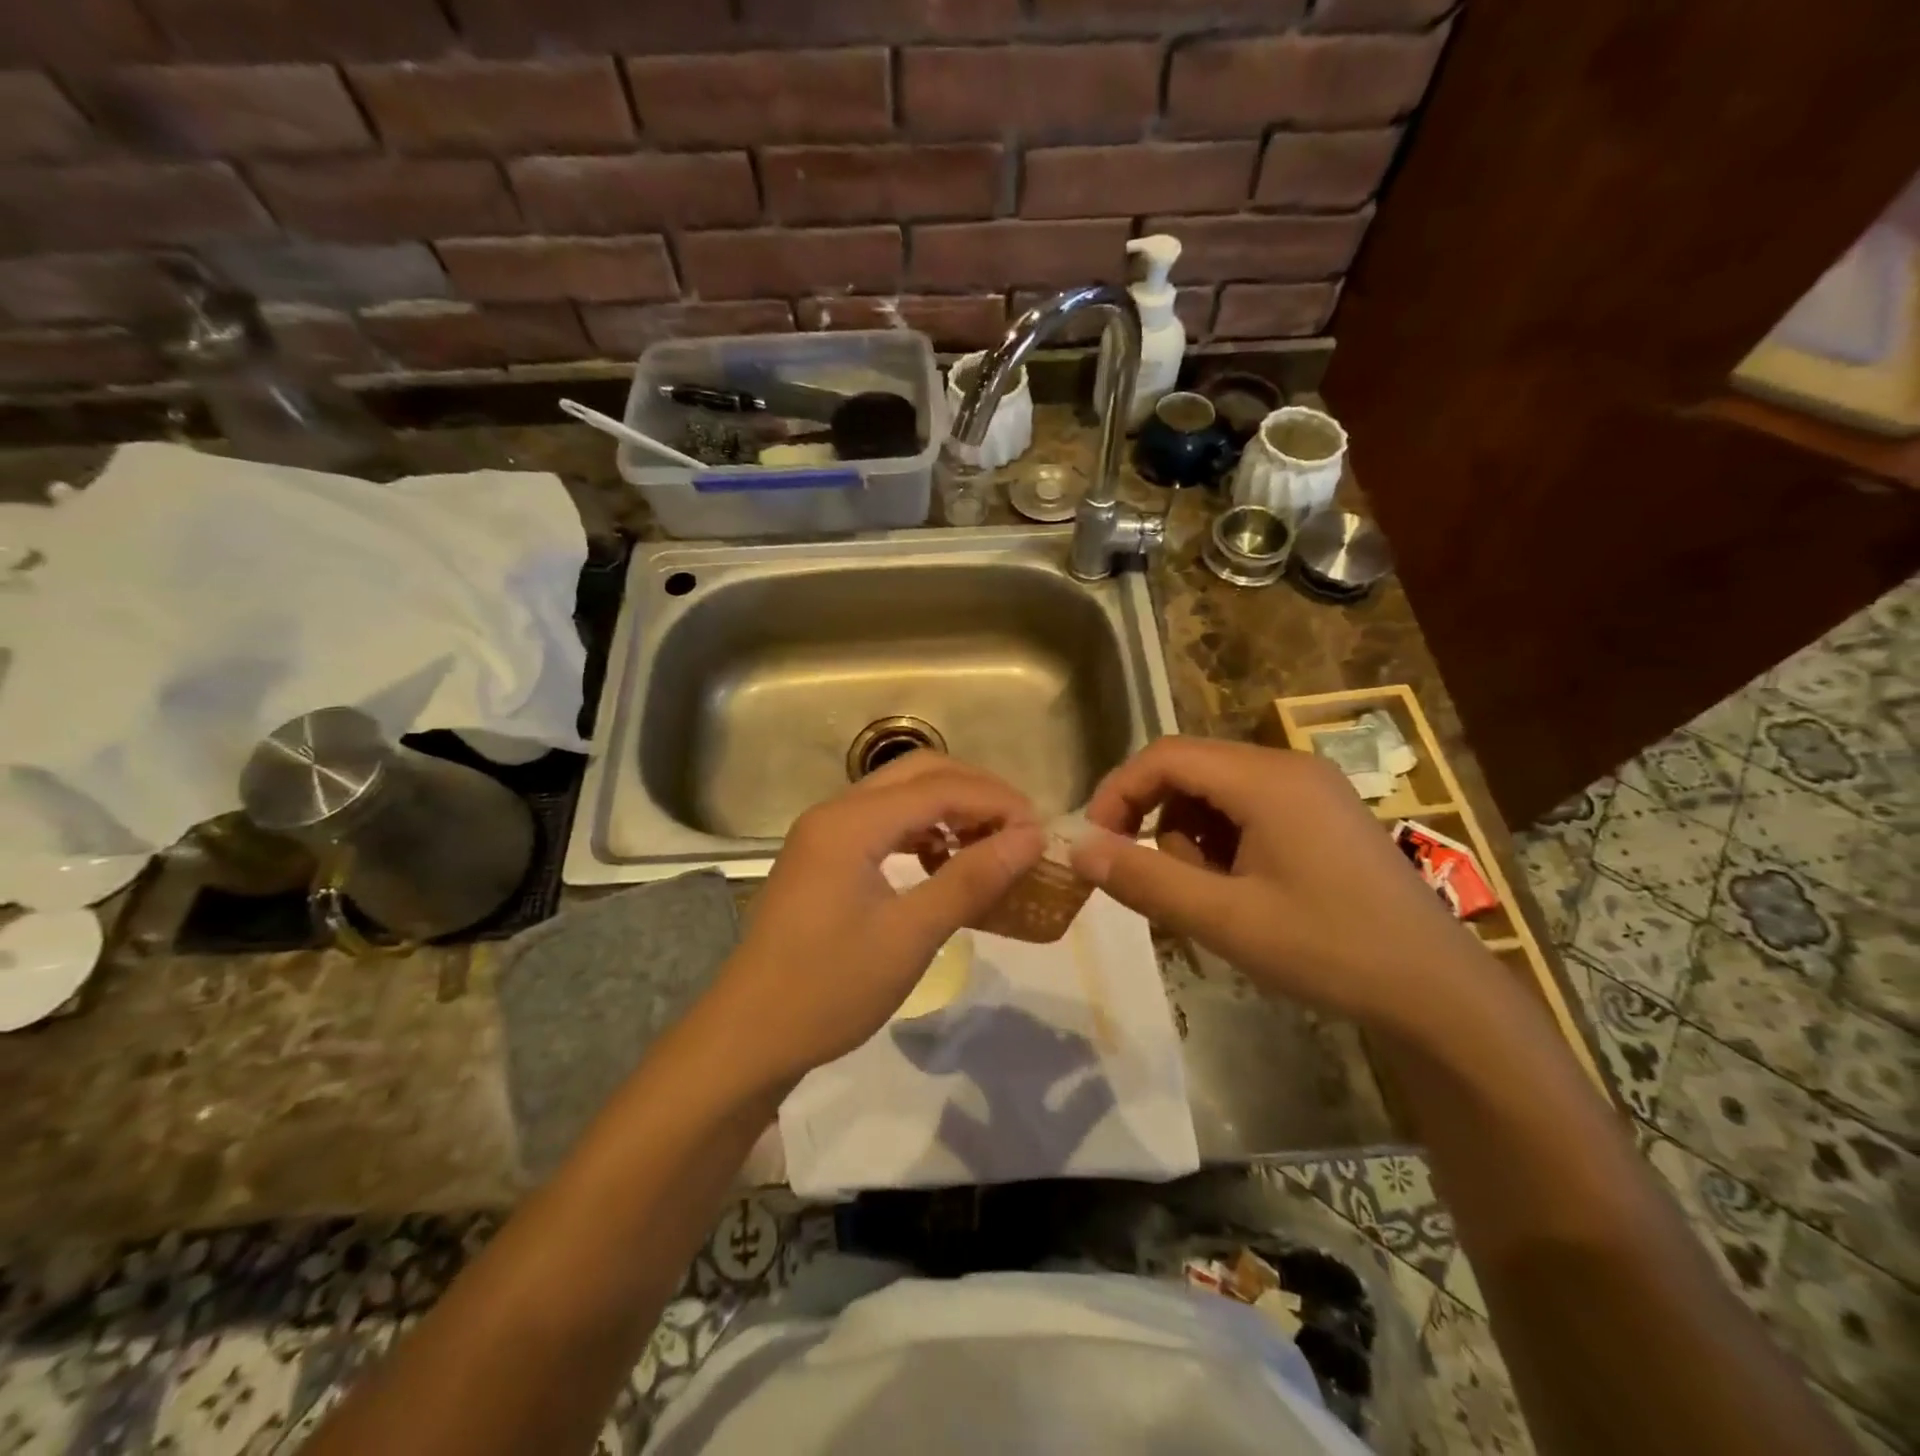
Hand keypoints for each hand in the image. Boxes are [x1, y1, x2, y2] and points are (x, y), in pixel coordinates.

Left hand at [714, 753, 1045, 1084]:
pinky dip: (922, 831)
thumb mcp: (910, 936)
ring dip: (949, 808)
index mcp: (850, 823)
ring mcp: (825, 833)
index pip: (939, 787)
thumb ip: (971, 879)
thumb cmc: (829, 989)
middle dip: (976, 792)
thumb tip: (1031, 838)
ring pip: (900, 795)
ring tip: (992, 842)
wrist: (749, 1036)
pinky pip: (884, 823)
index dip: (996, 801)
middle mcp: (835, 812)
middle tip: (1020, 828)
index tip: (1040, 831)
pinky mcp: (824, 856)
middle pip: (919, 773)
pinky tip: (945, 861)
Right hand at [1069, 736, 1486, 1026]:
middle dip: (1156, 820)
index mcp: (1266, 779)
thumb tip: (1078, 848)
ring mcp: (1311, 789)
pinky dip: (1224, 843)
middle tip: (1154, 879)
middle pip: (1190, 770)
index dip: (1119, 792)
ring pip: (1216, 792)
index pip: (1165, 756)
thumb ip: (1145, 878)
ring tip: (1211, 897)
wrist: (1439, 993)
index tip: (1097, 843)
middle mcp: (1288, 767)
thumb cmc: (1329, 950)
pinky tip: (1242, 892)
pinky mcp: (1323, 815)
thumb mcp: (1224, 919)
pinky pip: (1249, 809)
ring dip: (1191, 837)